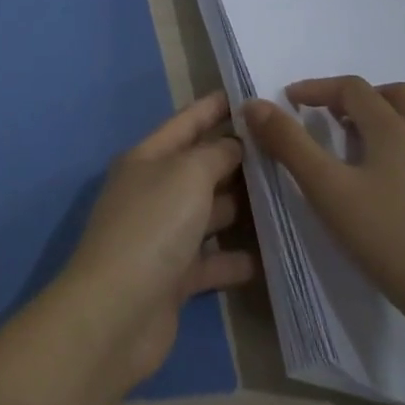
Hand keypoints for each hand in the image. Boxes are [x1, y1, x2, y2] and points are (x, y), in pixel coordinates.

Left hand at [46, 92, 255, 397]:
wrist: (117, 311)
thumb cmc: (152, 226)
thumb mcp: (187, 175)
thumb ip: (214, 154)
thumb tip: (232, 144)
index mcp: (147, 159)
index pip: (184, 123)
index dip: (212, 107)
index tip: (246, 94)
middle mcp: (152, 191)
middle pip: (199, 167)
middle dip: (236, 157)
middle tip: (283, 148)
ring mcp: (162, 235)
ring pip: (208, 213)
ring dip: (241, 208)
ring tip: (287, 197)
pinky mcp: (174, 277)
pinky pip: (211, 260)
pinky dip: (236, 258)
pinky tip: (272, 255)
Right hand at [243, 77, 404, 354]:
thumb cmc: (394, 242)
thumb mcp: (329, 192)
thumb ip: (290, 145)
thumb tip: (255, 104)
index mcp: (394, 130)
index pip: (352, 88)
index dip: (316, 88)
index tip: (289, 101)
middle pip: (394, 96)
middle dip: (359, 98)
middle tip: (331, 119)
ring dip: (387, 122)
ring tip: (361, 151)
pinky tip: (395, 189)